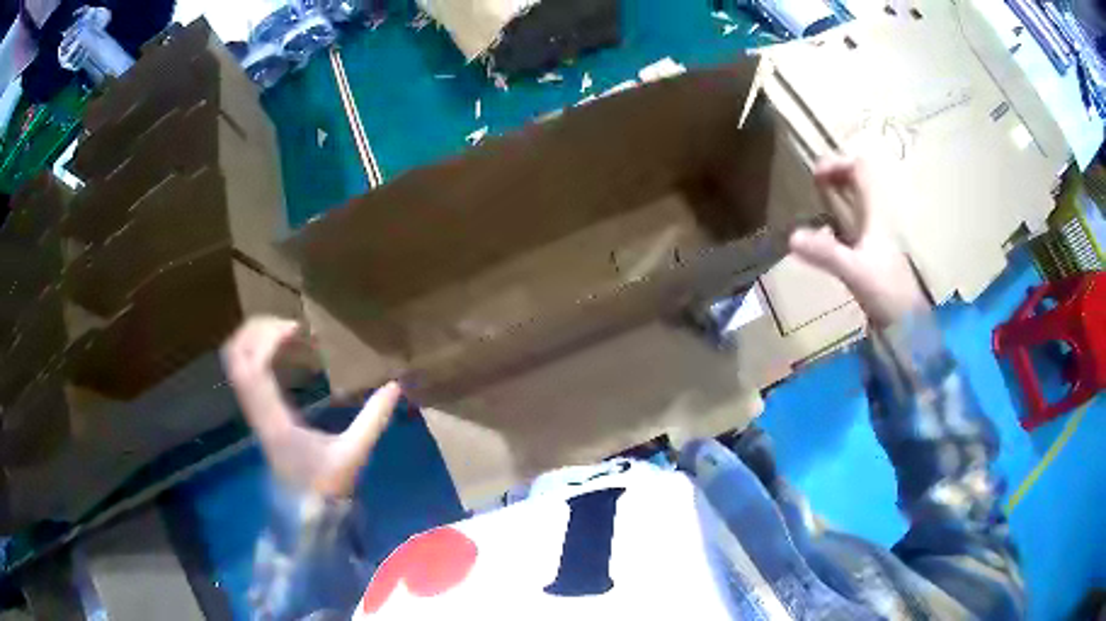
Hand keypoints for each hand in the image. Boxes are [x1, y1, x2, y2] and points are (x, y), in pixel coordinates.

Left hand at [221, 316, 401, 497]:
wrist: (304, 513)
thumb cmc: (326, 485)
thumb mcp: (353, 453)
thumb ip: (373, 419)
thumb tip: (396, 386)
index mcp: (275, 419)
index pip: (255, 367)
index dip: (269, 338)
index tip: (298, 329)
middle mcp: (257, 410)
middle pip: (235, 356)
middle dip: (256, 329)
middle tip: (289, 324)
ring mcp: (253, 411)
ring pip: (235, 363)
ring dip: (253, 339)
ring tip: (283, 332)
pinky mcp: (257, 414)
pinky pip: (244, 373)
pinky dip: (255, 353)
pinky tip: (280, 353)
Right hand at [789, 155, 927, 327]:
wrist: (908, 325)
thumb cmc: (887, 291)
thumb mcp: (854, 270)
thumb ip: (825, 253)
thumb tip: (790, 237)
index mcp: (875, 214)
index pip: (860, 170)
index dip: (838, 163)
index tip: (814, 174)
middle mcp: (876, 220)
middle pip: (858, 183)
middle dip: (835, 177)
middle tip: (810, 184)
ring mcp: (875, 238)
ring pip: (856, 204)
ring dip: (836, 197)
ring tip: (812, 204)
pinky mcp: (871, 256)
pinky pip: (853, 227)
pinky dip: (837, 222)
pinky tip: (823, 237)